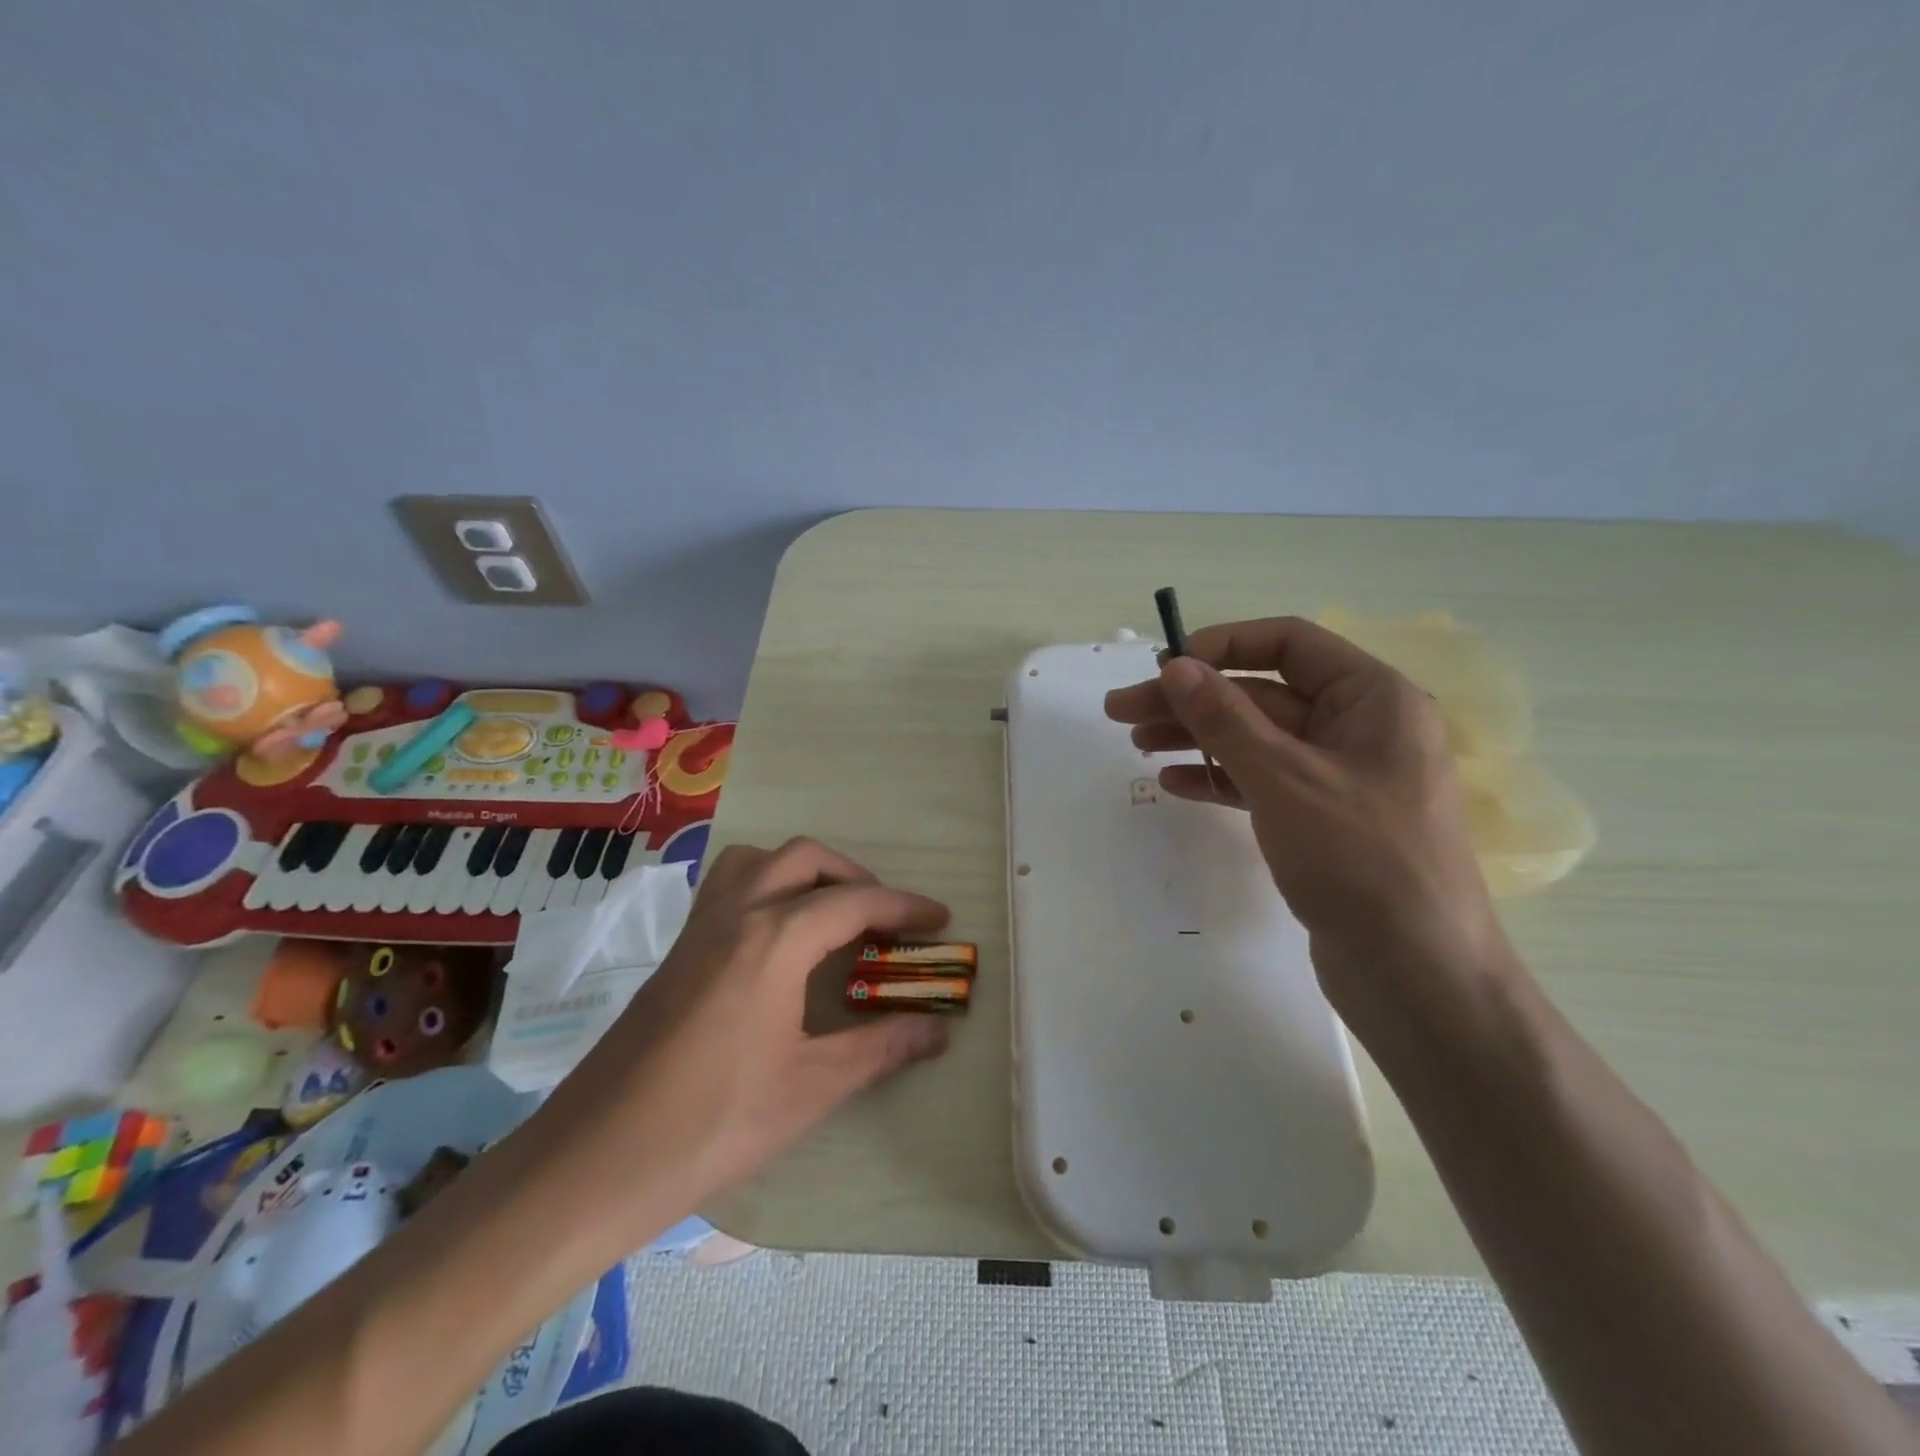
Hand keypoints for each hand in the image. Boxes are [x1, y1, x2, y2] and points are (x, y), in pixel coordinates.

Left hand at [533, 839, 951, 1233]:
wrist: (595, 1160)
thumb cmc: (713, 1123)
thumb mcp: (810, 1088)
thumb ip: (880, 1049)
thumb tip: (937, 1030)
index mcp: (774, 940)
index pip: (855, 902)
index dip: (904, 907)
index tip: (940, 917)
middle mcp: (737, 914)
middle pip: (805, 859)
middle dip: (854, 877)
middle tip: (883, 918)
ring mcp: (700, 928)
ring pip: (759, 861)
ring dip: (803, 871)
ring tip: (829, 914)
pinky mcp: (677, 950)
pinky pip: (728, 886)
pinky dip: (765, 886)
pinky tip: (776, 939)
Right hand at [1104, 617, 1504, 1015]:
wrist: (1416, 974)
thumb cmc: (1358, 859)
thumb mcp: (1283, 778)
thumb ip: (1225, 718)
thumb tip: (1175, 667)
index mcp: (1372, 697)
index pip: (1288, 642)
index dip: (1221, 646)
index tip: (1163, 666)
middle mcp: (1359, 727)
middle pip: (1262, 693)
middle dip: (1192, 700)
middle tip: (1121, 711)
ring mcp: (1340, 776)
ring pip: (1256, 739)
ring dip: (1197, 737)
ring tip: (1137, 743)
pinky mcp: (1322, 820)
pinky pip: (1262, 782)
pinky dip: (1218, 778)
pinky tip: (1174, 784)